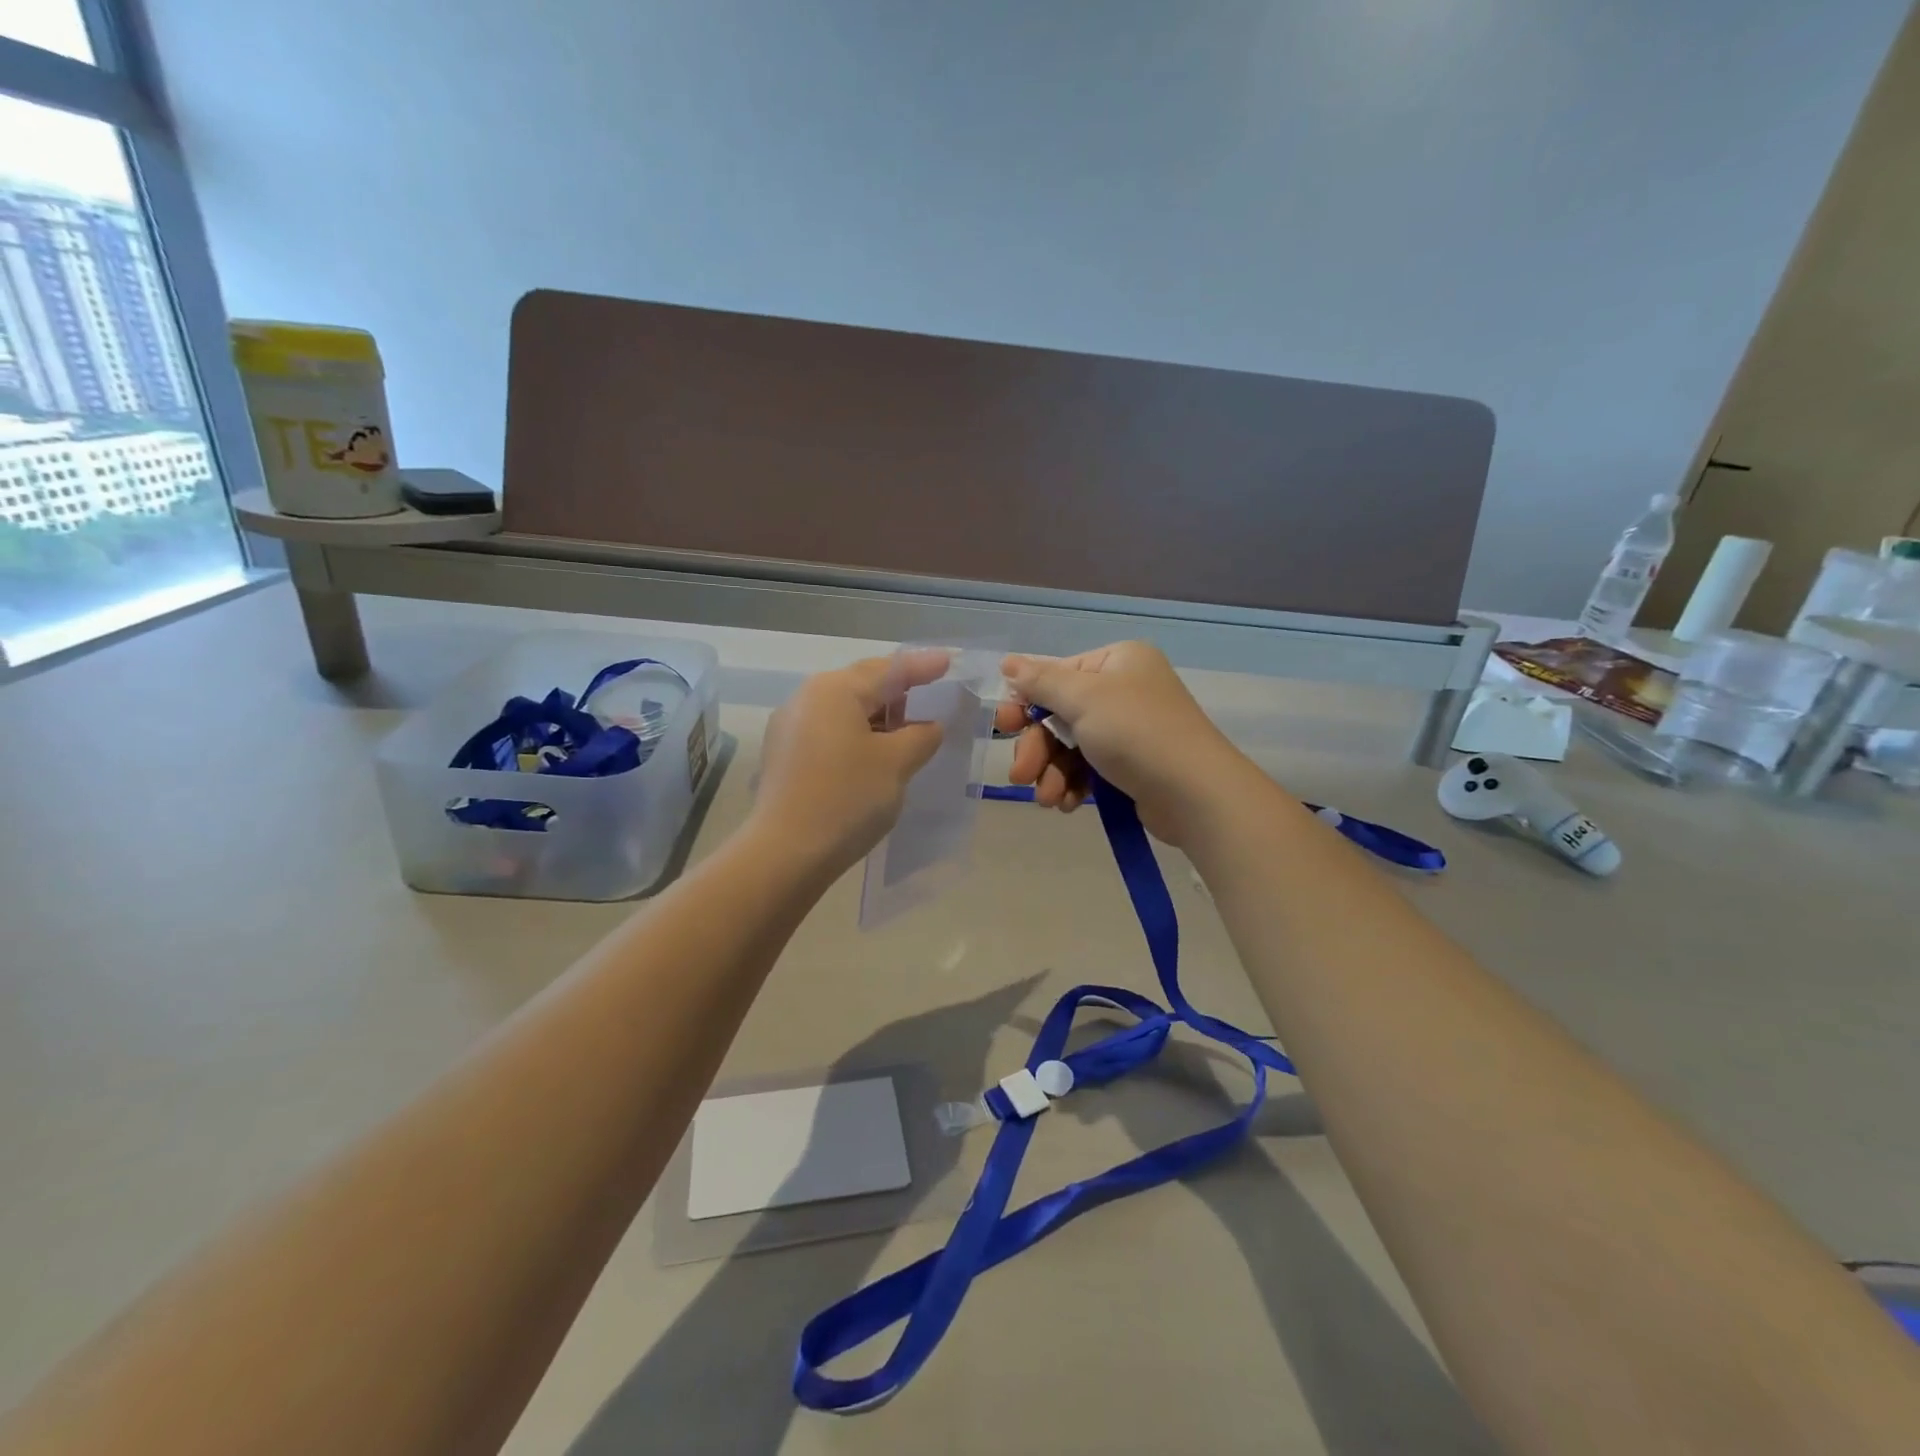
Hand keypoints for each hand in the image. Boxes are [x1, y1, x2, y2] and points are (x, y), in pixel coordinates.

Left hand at [751, 652, 947, 874]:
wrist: (786, 854)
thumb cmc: (847, 798)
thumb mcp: (897, 763)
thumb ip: (921, 735)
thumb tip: (928, 726)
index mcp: (834, 690)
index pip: (889, 669)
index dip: (923, 666)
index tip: (949, 662)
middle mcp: (807, 699)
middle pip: (863, 685)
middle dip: (900, 693)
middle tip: (932, 701)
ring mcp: (790, 728)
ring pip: (846, 711)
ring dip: (879, 718)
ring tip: (909, 733)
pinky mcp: (785, 757)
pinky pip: (831, 733)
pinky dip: (858, 737)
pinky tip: (876, 756)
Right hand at [993, 641, 1258, 843]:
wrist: (1195, 794)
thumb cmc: (1136, 733)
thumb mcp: (1084, 699)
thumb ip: (1042, 681)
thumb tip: (1008, 663)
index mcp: (1117, 662)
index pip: (1057, 676)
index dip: (1027, 703)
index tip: (1004, 726)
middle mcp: (1124, 690)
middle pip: (1060, 715)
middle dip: (1038, 748)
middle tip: (1020, 775)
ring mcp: (1129, 730)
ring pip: (1070, 747)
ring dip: (1052, 773)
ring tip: (1048, 800)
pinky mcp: (1131, 766)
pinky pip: (1088, 769)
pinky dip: (1073, 785)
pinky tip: (1067, 805)